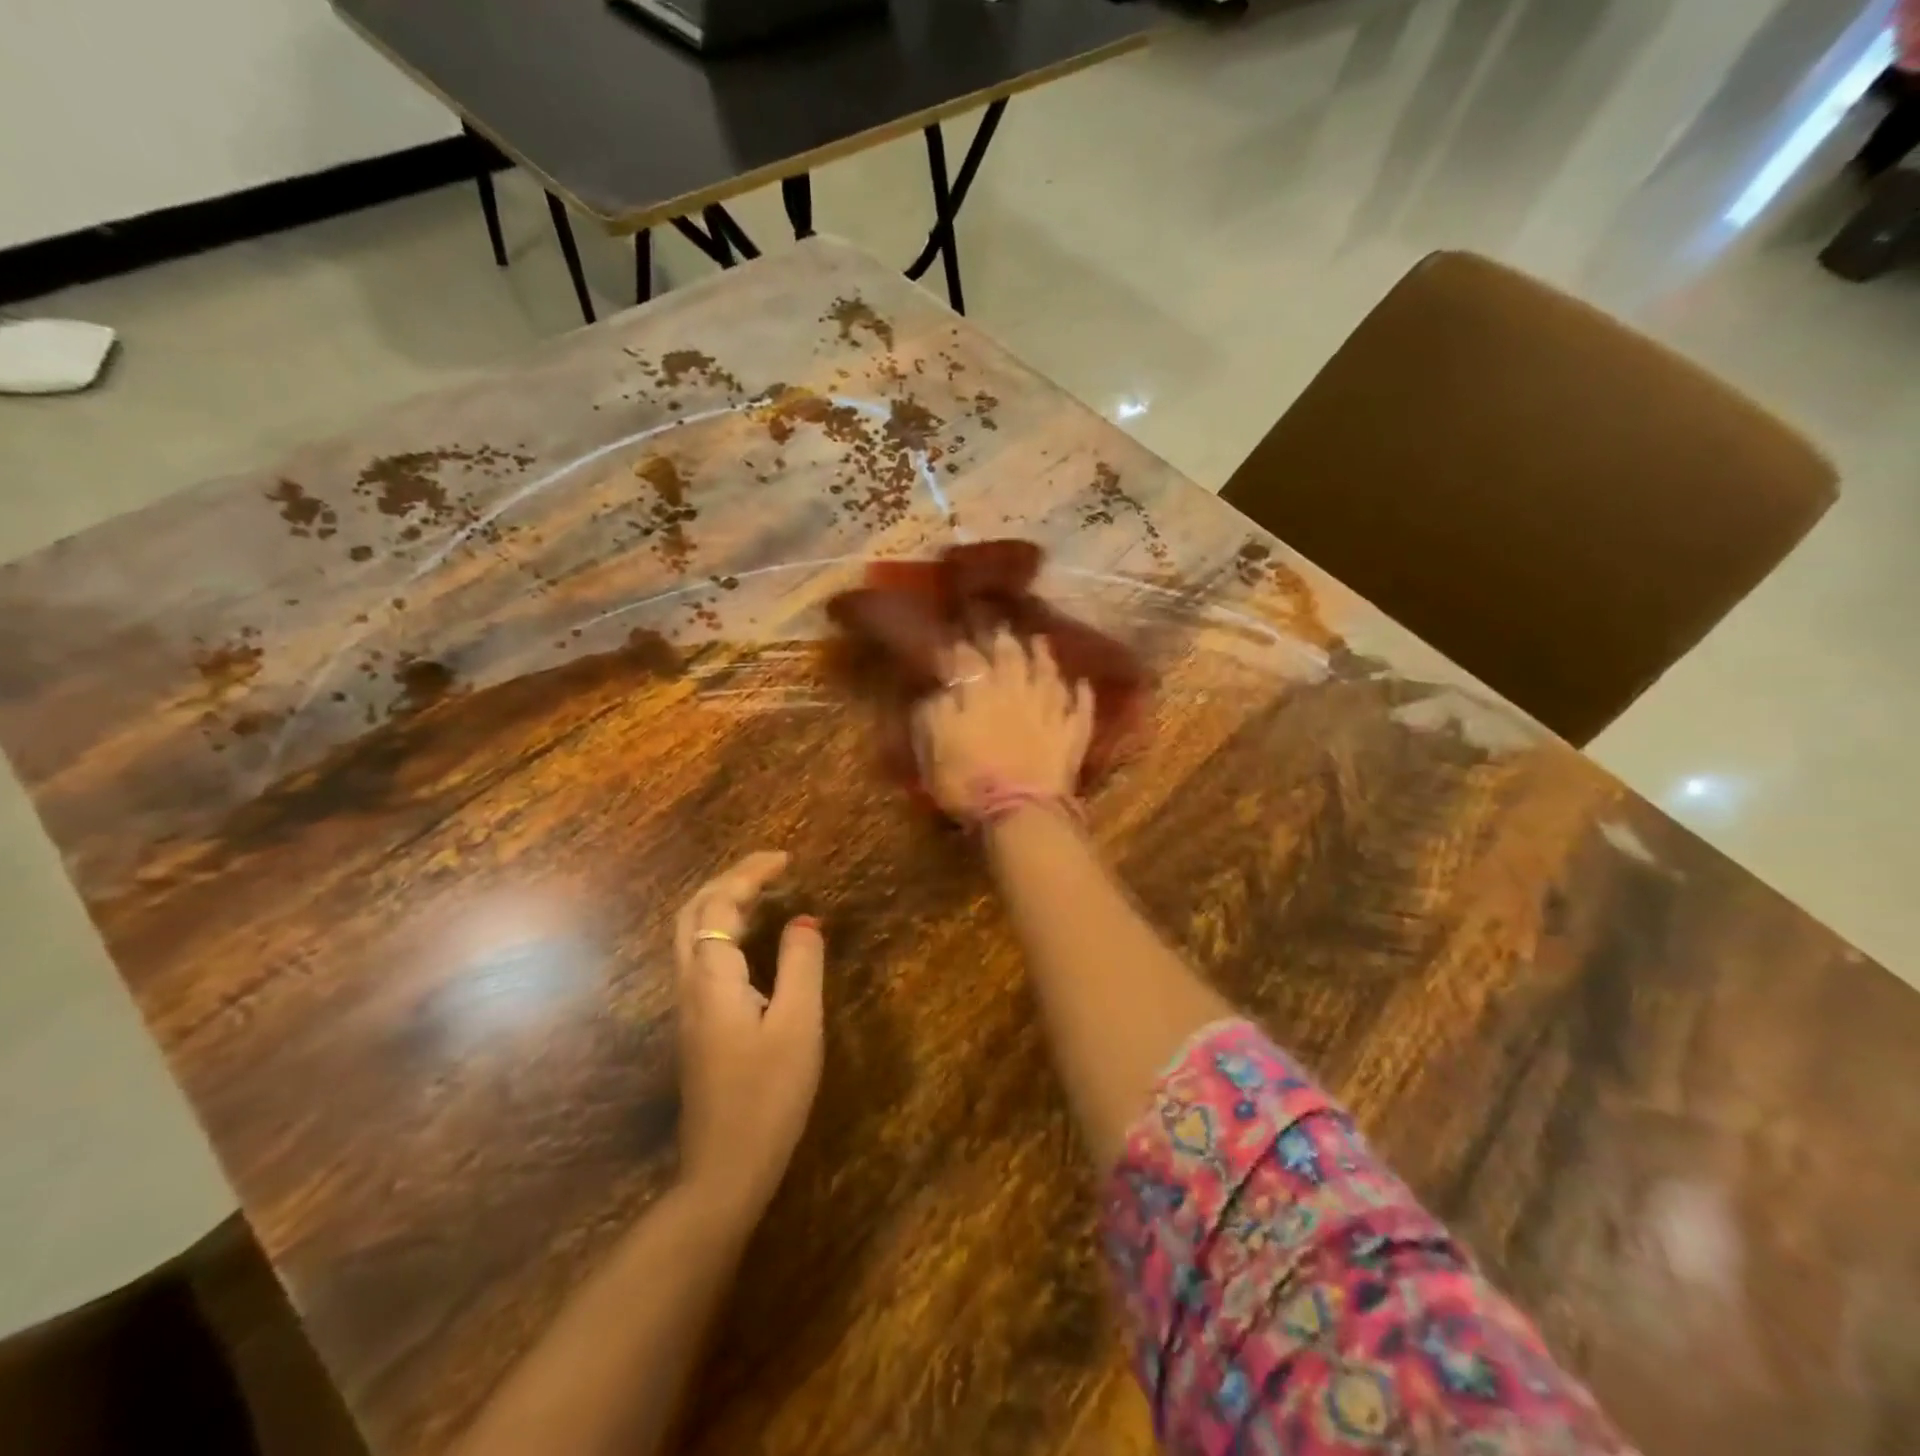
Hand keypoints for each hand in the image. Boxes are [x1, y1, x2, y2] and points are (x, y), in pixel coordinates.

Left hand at [673, 851, 823, 1223]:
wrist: (724, 1170)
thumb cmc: (768, 1095)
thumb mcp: (797, 1025)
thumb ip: (801, 965)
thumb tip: (803, 919)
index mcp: (712, 978)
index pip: (719, 904)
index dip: (749, 873)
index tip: (785, 858)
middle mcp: (690, 985)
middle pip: (691, 913)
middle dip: (727, 880)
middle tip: (769, 870)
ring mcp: (688, 1008)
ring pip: (689, 936)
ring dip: (720, 904)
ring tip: (762, 894)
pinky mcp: (696, 1027)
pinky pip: (700, 957)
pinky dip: (721, 930)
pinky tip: (750, 942)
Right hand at [912, 629, 1094, 819]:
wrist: (1019, 812)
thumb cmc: (968, 780)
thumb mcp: (934, 745)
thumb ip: (935, 710)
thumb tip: (941, 688)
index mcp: (980, 693)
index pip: (968, 660)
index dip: (962, 648)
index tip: (956, 640)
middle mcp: (1017, 692)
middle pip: (1012, 658)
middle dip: (1004, 641)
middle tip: (1001, 629)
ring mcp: (1050, 712)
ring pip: (1049, 674)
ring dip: (1044, 656)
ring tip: (1040, 641)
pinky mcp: (1072, 735)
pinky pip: (1080, 708)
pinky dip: (1080, 693)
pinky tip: (1080, 683)